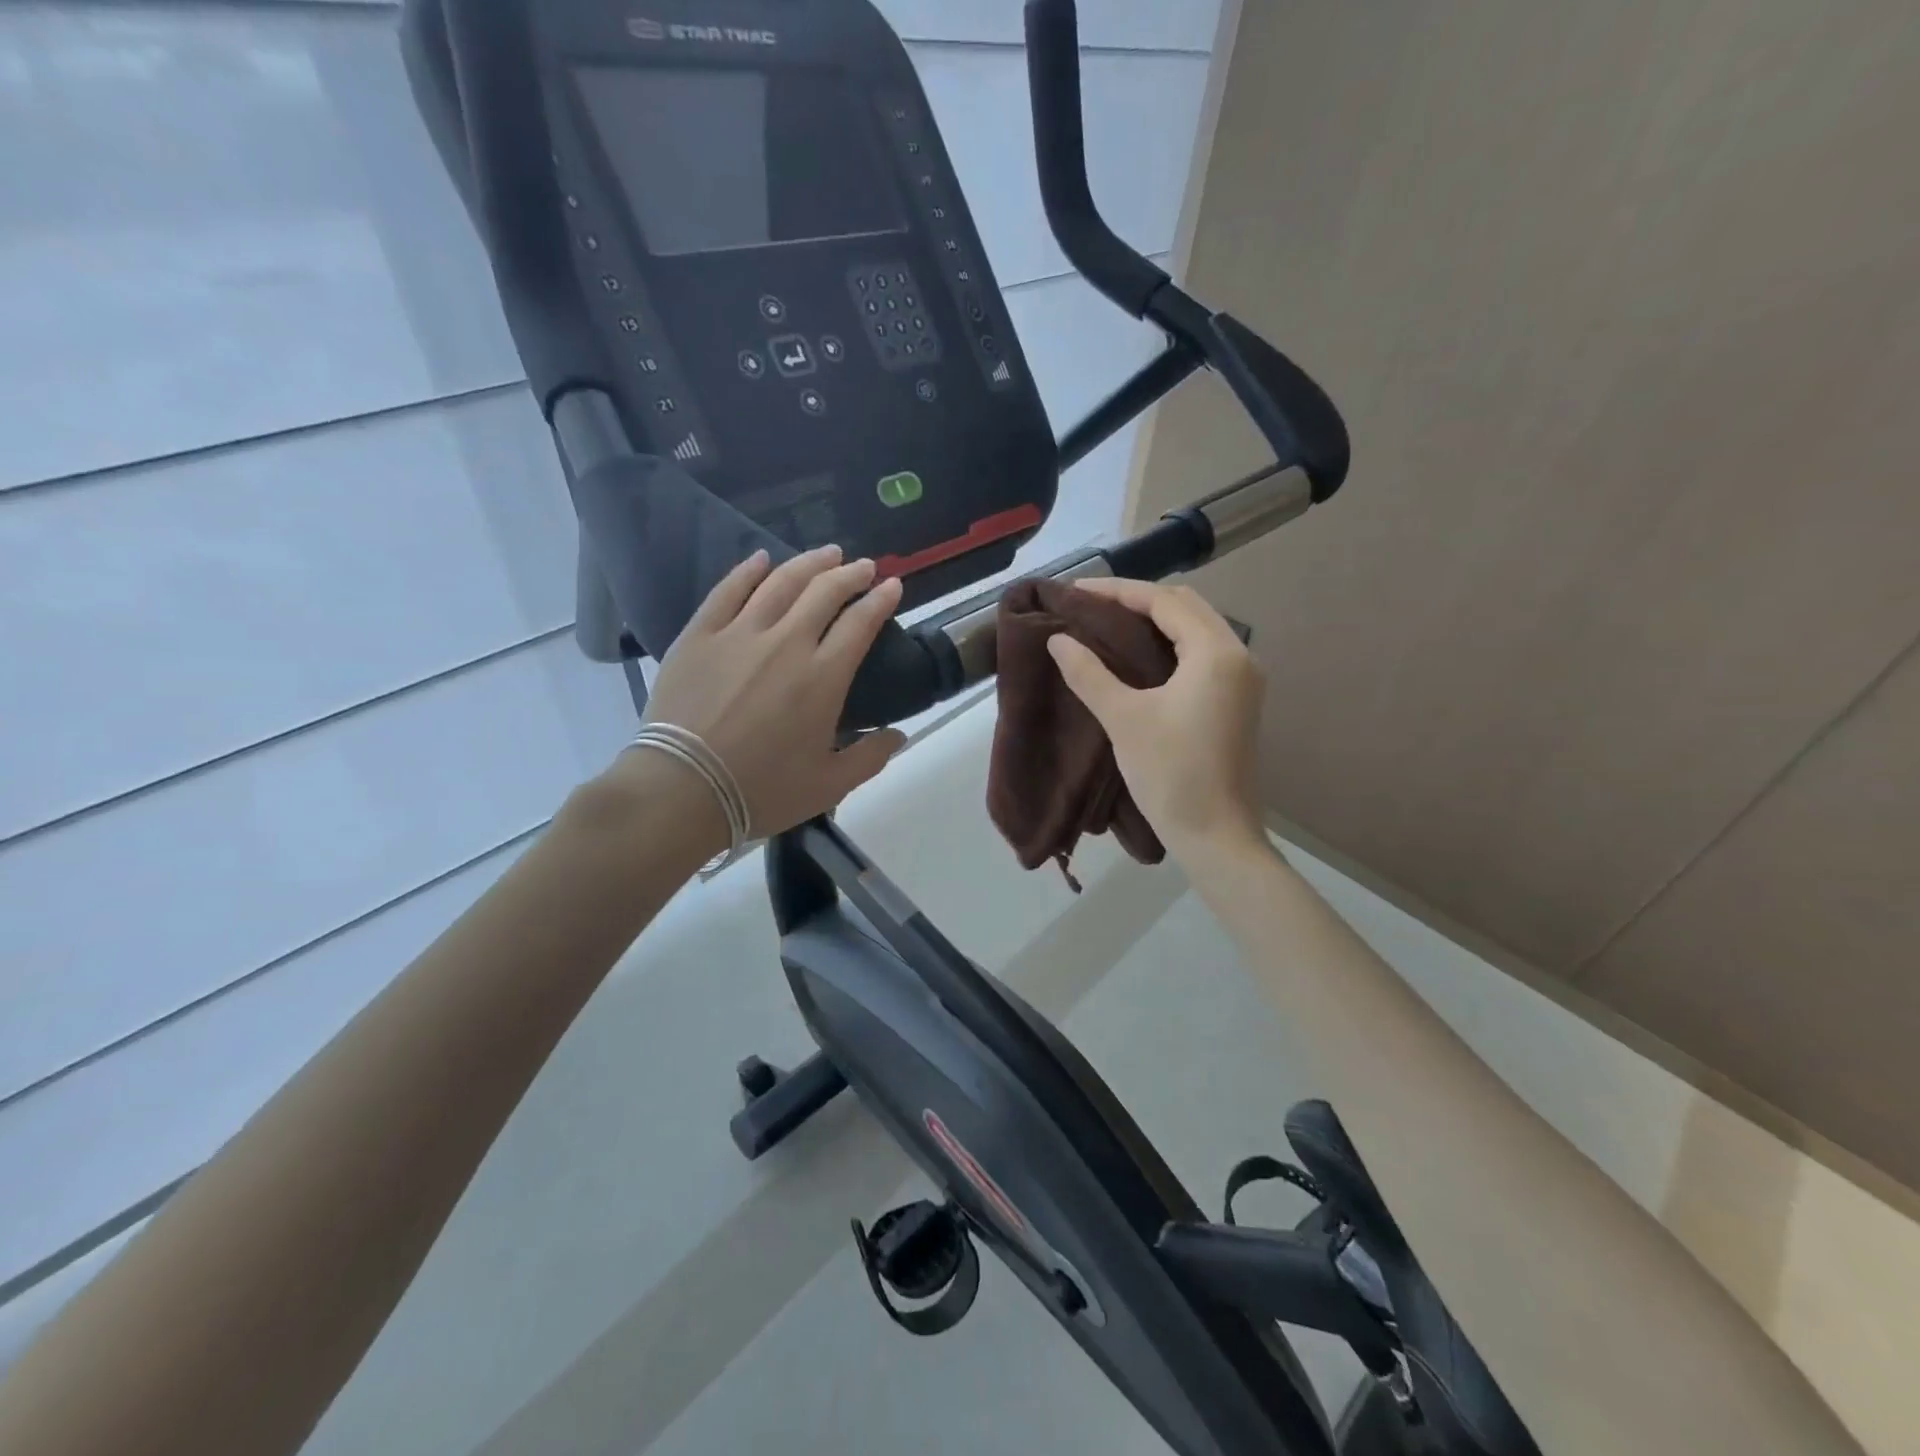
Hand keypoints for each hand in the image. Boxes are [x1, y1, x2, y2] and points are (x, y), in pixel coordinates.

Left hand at [637, 545, 907, 838]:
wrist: (683, 790)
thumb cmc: (762, 791)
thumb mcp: (829, 785)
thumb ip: (870, 757)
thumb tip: (899, 734)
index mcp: (823, 678)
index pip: (861, 624)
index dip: (881, 600)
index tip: (892, 586)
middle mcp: (786, 644)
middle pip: (824, 592)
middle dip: (851, 574)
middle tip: (864, 566)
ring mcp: (739, 634)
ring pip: (780, 583)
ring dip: (808, 563)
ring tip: (827, 554)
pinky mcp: (700, 636)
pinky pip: (727, 592)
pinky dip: (747, 571)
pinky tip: (760, 559)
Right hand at [1047, 578, 1267, 861]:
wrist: (1216, 835)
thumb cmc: (1170, 774)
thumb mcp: (1123, 719)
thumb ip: (1089, 673)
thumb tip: (1058, 640)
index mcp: (1216, 653)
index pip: (1164, 602)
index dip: (1118, 592)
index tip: (1076, 591)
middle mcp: (1238, 656)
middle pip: (1186, 607)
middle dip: (1138, 600)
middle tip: (1092, 605)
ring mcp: (1243, 680)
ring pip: (1197, 629)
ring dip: (1156, 620)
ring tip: (1110, 623)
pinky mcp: (1238, 701)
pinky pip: (1202, 653)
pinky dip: (1171, 643)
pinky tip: (1140, 654)